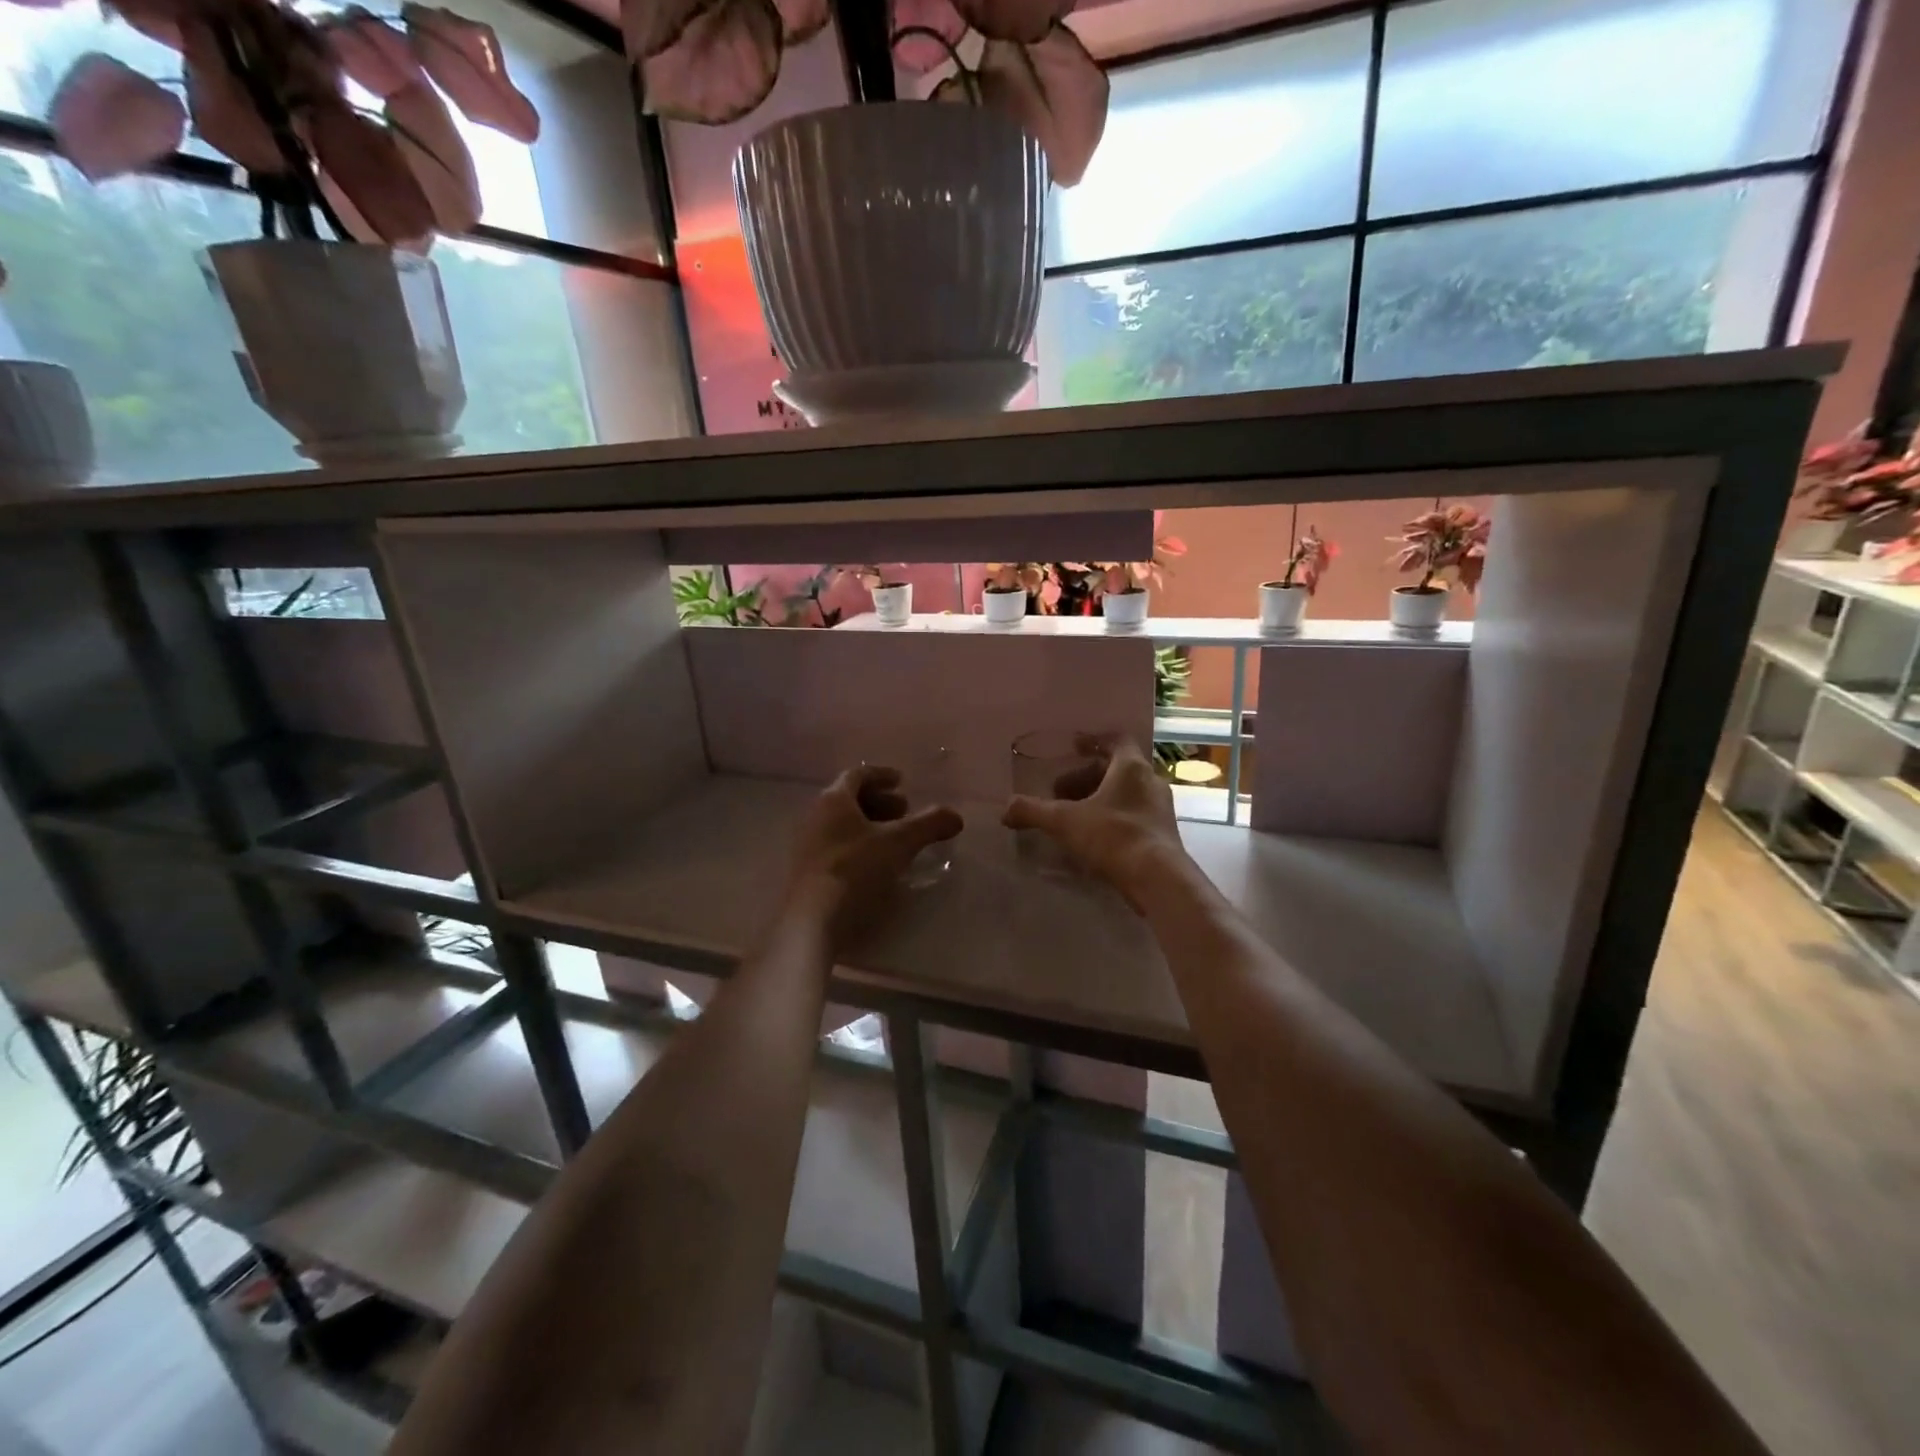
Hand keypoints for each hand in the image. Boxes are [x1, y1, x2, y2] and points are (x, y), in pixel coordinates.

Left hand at [786, 764, 962, 946]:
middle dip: (879, 802)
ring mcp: (807, 845)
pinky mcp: (807, 871)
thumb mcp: (901, 843)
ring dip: (869, 825)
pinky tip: (876, 864)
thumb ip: (929, 825)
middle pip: (848, 799)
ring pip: (841, 825)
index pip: (857, 775)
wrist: (813, 919)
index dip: (881, 775)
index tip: (902, 781)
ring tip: (894, 840)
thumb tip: (956, 816)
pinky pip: (835, 847)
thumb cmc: (856, 868)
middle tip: (904, 812)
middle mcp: (815, 816)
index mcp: (833, 800)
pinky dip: (858, 846)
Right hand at [1002, 737, 1185, 909]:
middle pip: (1117, 769)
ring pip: (1126, 794)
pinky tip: (1093, 838)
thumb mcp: (1064, 822)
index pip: (1115, 740)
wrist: (1158, 879)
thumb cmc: (1113, 836)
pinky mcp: (1163, 834)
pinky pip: (1134, 815)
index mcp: (1131, 767)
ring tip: (1073, 817)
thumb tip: (1005, 809)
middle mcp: (1151, 781)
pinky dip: (1112, 818)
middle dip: (1086, 778)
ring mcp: (1160, 809)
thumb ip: (1033, 811)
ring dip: (1099, 799)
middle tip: (1060, 793)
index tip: (1073, 748)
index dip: (1092, 741)